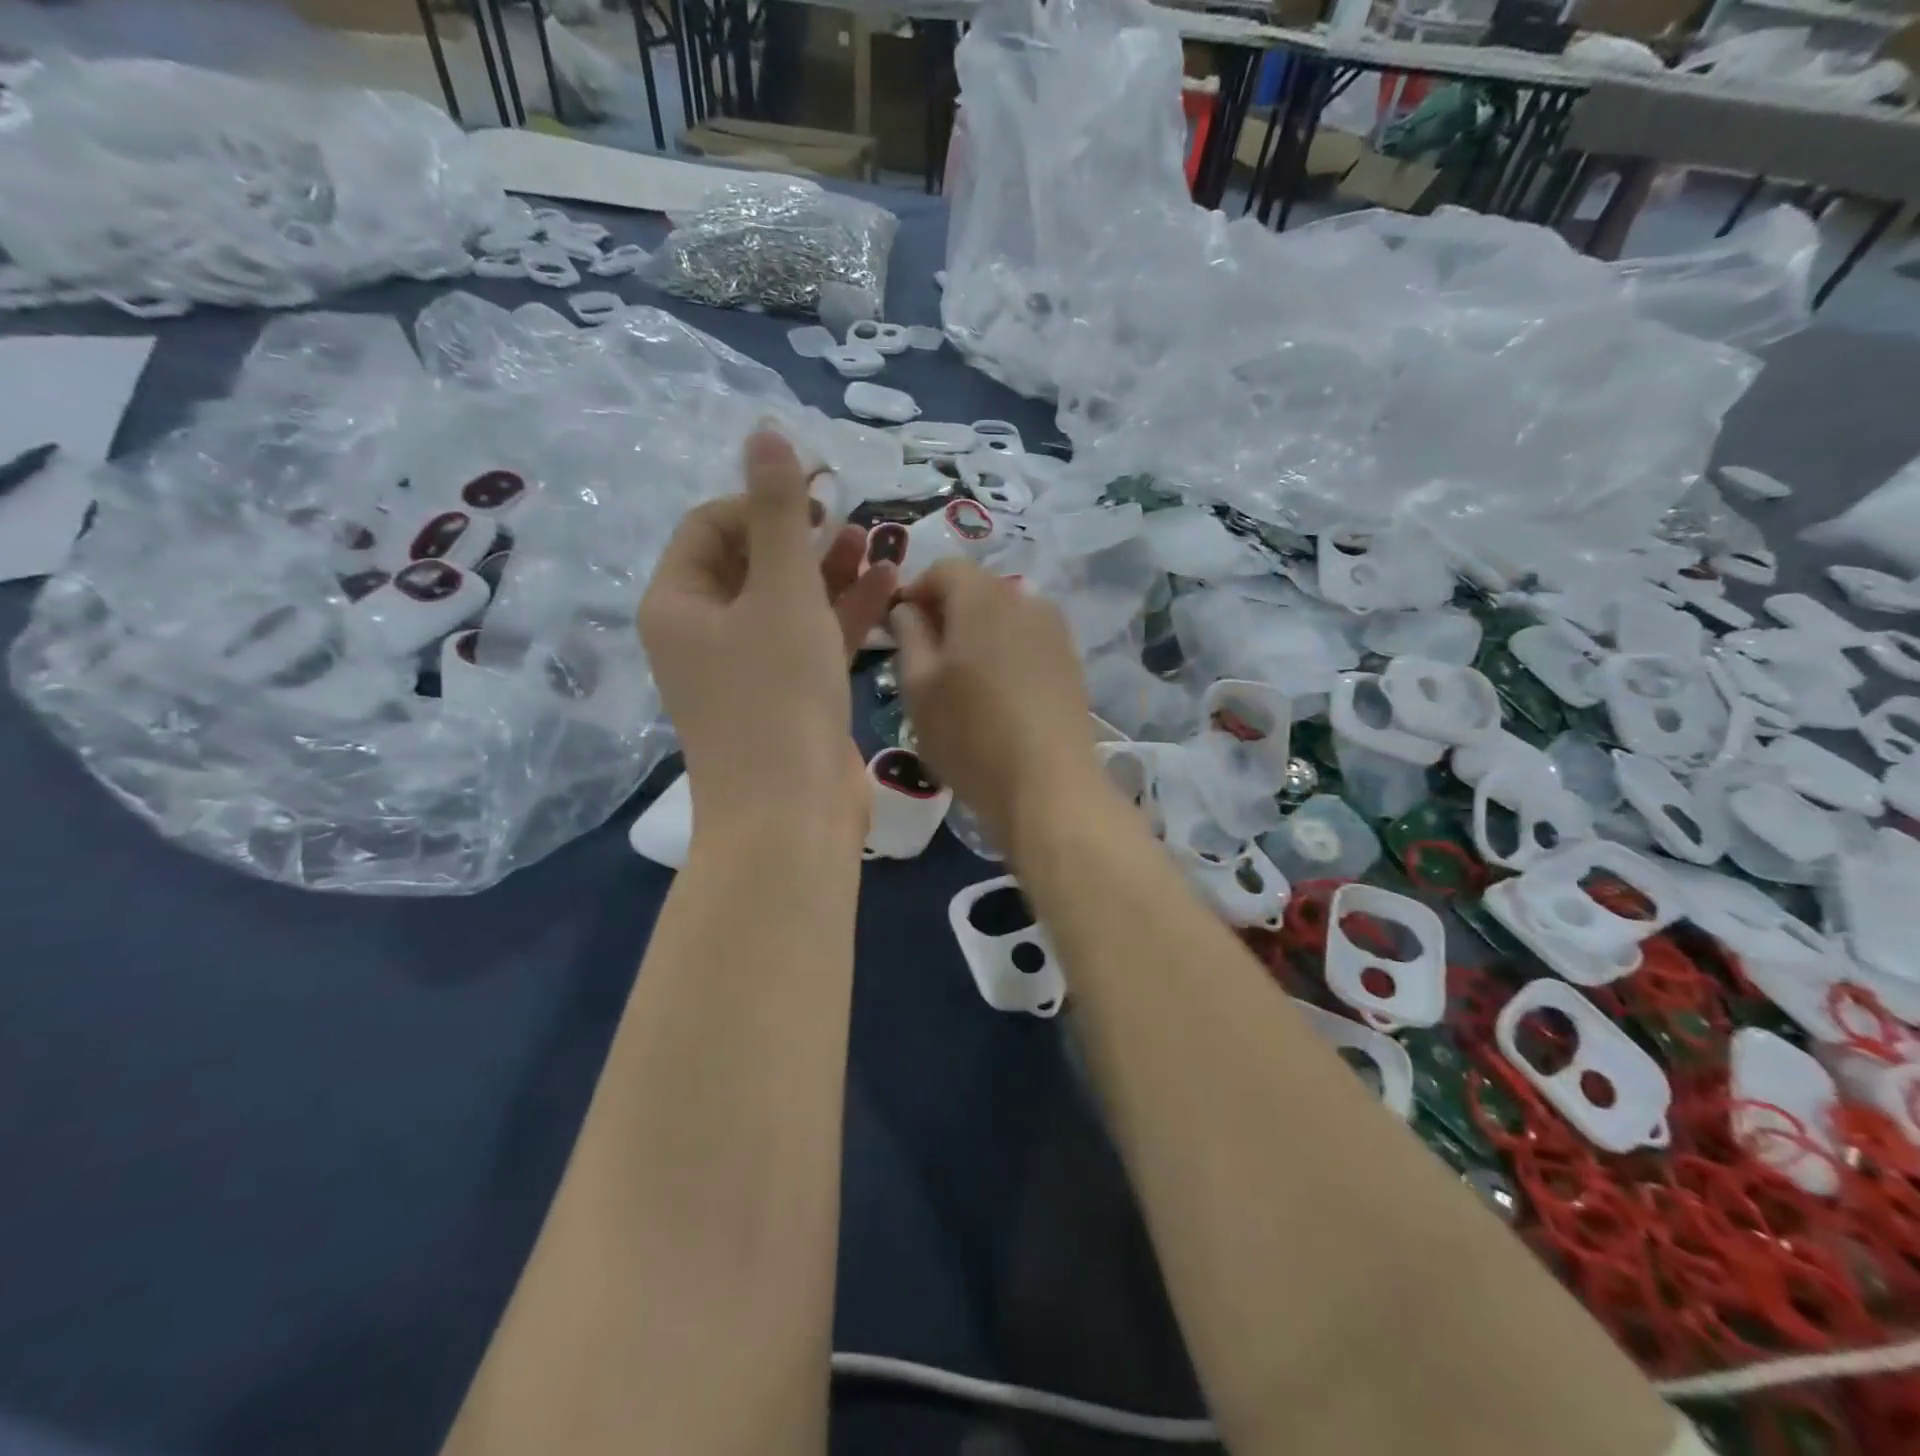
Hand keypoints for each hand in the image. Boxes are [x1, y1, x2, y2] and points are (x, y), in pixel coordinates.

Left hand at [639, 430, 894, 843]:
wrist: (792, 812)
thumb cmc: (777, 693)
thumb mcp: (781, 591)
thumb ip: (777, 511)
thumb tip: (765, 432)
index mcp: (679, 603)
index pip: (711, 525)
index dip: (763, 502)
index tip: (818, 499)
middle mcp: (703, 633)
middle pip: (752, 561)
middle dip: (805, 537)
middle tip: (854, 519)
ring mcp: (746, 669)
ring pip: (788, 601)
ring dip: (831, 572)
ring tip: (880, 544)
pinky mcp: (786, 696)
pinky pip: (811, 639)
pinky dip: (842, 613)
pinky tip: (887, 585)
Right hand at [890, 559, 1100, 853]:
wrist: (1049, 786)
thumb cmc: (970, 735)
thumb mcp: (919, 687)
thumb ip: (909, 635)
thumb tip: (907, 608)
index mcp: (982, 597)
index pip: (943, 568)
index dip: (915, 591)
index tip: (898, 629)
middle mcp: (1025, 600)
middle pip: (977, 588)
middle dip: (946, 611)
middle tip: (924, 658)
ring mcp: (1055, 631)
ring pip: (1004, 615)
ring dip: (977, 633)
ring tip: (961, 680)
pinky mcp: (1070, 662)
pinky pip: (1027, 640)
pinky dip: (1005, 652)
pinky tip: (996, 694)